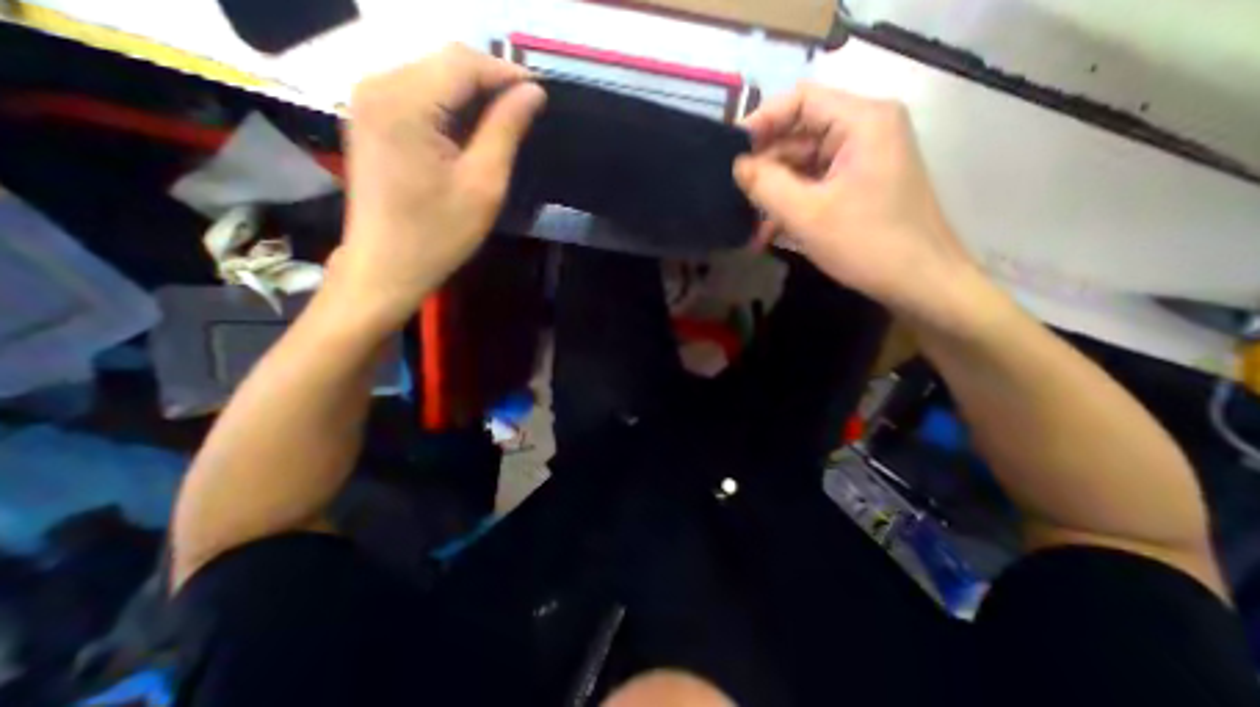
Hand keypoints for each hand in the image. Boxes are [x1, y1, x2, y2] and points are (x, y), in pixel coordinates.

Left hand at [325, 44, 544, 332]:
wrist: (386, 265)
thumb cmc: (439, 234)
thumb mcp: (484, 184)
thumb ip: (506, 131)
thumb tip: (533, 93)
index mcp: (405, 102)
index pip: (464, 63)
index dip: (507, 73)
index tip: (541, 94)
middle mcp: (378, 85)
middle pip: (445, 62)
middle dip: (490, 81)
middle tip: (528, 110)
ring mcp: (368, 99)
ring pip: (433, 75)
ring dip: (472, 93)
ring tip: (506, 121)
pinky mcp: (371, 117)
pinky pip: (418, 93)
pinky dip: (451, 104)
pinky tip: (472, 129)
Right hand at [734, 79, 988, 331]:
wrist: (919, 282)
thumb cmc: (867, 243)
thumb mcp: (806, 214)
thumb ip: (765, 184)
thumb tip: (737, 165)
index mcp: (861, 121)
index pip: (800, 100)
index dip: (761, 122)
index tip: (729, 153)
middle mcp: (864, 130)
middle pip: (799, 134)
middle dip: (764, 167)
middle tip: (733, 194)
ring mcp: (861, 160)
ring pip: (802, 165)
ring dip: (773, 194)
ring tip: (746, 222)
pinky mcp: (857, 185)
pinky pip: (814, 185)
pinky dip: (790, 205)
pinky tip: (766, 234)